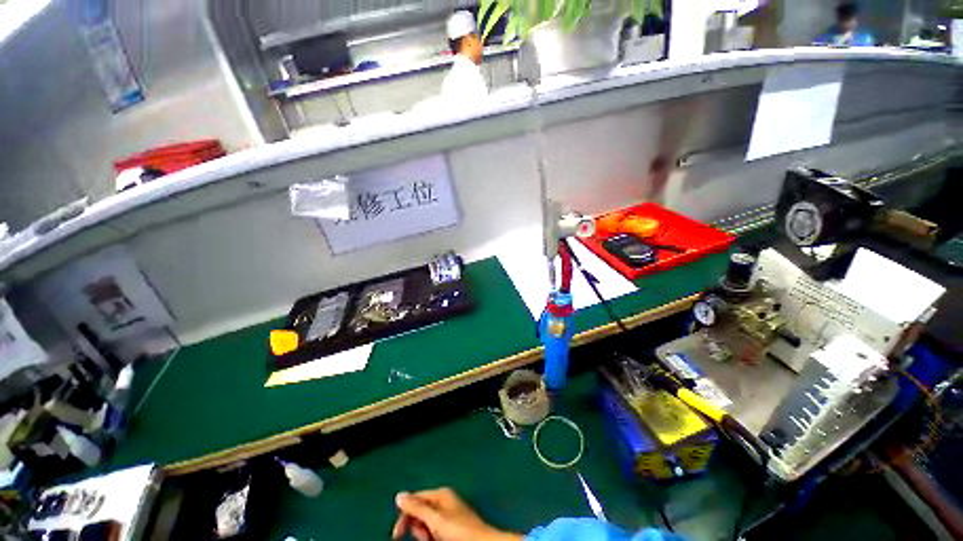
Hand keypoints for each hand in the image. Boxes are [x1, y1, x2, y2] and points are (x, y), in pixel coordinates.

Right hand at [391, 487, 521, 540]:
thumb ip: (417, 507)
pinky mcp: (450, 527)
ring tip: (436, 539)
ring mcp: (447, 514)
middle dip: (418, 528)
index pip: (414, 499)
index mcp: (440, 494)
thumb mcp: (435, 518)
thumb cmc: (459, 530)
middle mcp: (443, 501)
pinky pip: (434, 531)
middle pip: (419, 513)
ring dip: (425, 535)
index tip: (397, 535)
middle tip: (427, 537)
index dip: (404, 515)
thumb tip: (399, 495)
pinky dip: (432, 537)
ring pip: (425, 525)